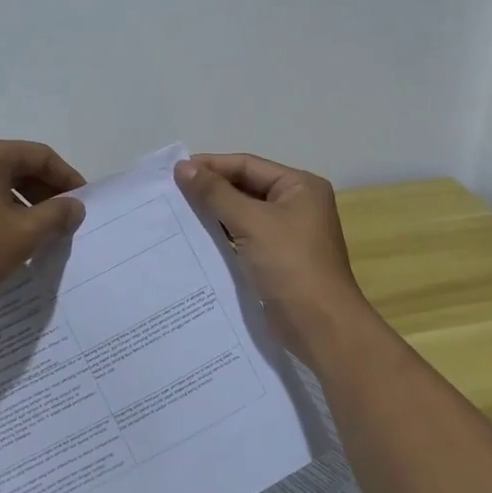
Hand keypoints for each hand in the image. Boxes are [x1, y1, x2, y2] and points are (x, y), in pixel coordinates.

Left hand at [0, 136, 86, 316]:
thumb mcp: (23, 234)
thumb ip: (56, 215)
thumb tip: (75, 206)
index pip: (39, 155)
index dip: (67, 178)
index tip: (83, 203)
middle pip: (16, 166)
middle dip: (45, 192)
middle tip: (64, 220)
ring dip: (22, 204)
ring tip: (38, 233)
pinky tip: (5, 238)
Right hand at [175, 152, 370, 359]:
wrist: (320, 327)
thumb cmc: (290, 265)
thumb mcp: (251, 223)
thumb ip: (216, 194)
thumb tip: (182, 167)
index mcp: (300, 186)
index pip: (248, 165)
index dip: (211, 165)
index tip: (174, 171)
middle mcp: (296, 204)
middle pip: (246, 187)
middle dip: (211, 190)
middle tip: (171, 192)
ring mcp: (288, 234)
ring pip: (243, 214)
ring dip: (213, 214)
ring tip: (177, 213)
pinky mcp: (277, 259)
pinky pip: (244, 238)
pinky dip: (222, 236)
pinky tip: (195, 239)